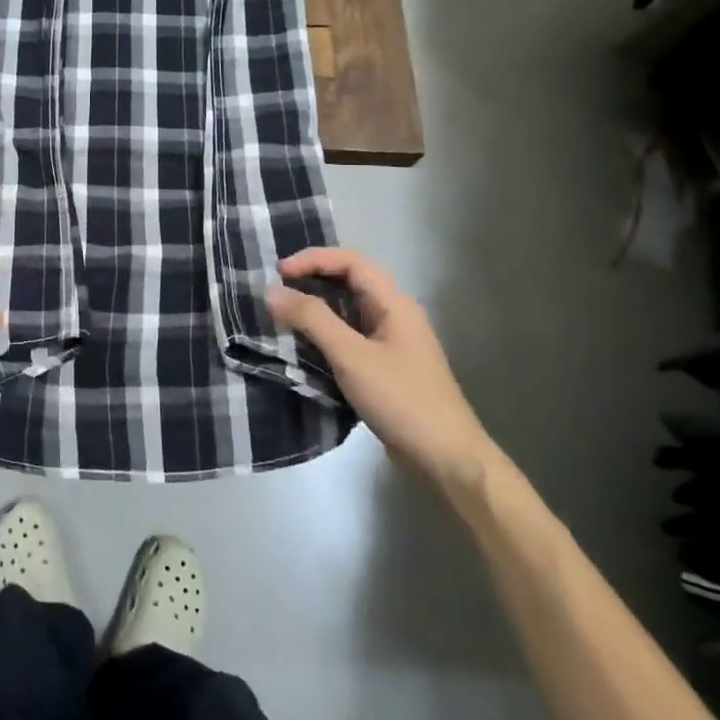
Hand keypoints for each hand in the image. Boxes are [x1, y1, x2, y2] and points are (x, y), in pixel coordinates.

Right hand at [265, 248, 495, 492]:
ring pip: (348, 310)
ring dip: (315, 307)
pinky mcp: (384, 367)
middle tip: (275, 289)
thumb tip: (272, 291)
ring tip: (282, 312)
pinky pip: (349, 336)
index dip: (313, 259)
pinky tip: (302, 345)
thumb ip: (312, 320)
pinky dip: (324, 333)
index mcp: (394, 303)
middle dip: (312, 278)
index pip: (351, 261)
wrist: (447, 460)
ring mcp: (391, 342)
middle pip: (349, 281)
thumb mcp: (352, 357)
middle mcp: (394, 314)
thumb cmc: (402, 400)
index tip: (279, 273)